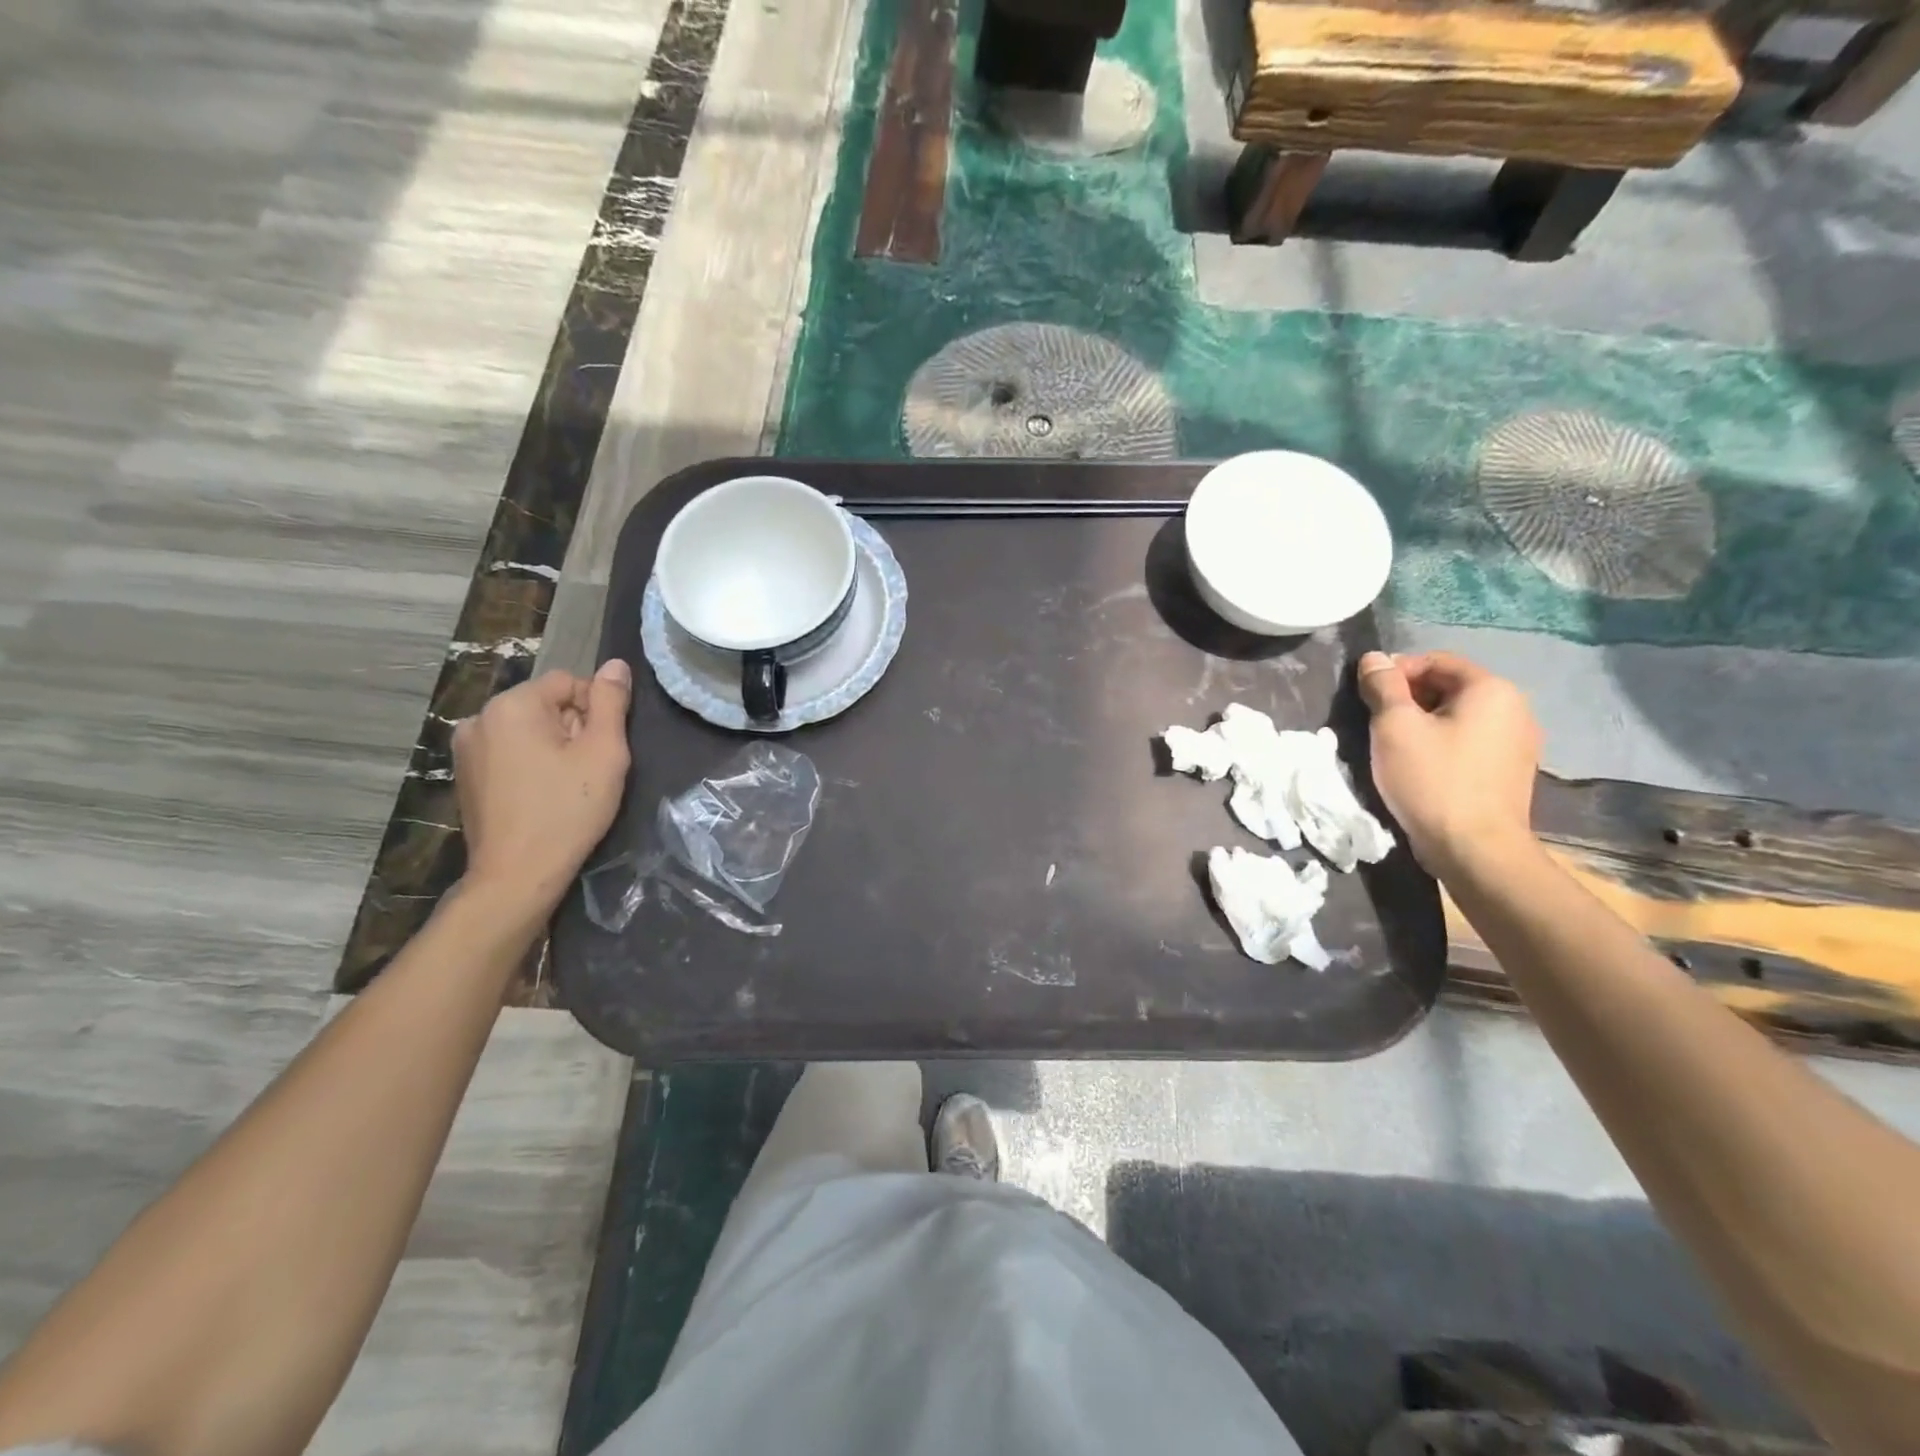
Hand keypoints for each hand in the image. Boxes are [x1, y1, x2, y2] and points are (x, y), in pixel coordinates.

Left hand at [452, 660, 632, 910]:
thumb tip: (616, 665)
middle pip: (546, 704)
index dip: (596, 711)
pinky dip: (531, 764)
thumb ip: (611, 702)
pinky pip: (509, 752)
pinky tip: (542, 796)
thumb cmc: (568, 810)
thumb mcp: (604, 752)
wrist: (518, 874)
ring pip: (528, 729)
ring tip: (566, 785)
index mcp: (512, 705)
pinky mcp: (465, 775)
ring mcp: (466, 748)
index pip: (569, 682)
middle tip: (588, 770)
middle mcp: (480, 717)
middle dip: (573, 728)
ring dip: (553, 747)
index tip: (602, 749)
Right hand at [1357, 650, 1541, 877]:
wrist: (1475, 849)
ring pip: (1458, 716)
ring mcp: (1518, 742)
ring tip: (1393, 746)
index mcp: (1491, 689)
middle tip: (1375, 722)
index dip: (1395, 672)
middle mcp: (1515, 708)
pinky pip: (1470, 742)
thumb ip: (1382, 686)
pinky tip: (1420, 767)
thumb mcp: (1394, 727)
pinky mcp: (1511, 771)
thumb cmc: (1431, 780)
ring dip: (1423, 723)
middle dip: (1408, 698)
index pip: (1435, 660)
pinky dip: (1442, 744)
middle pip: (1449, 687)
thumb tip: (1374, 658)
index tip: (1367, 697)